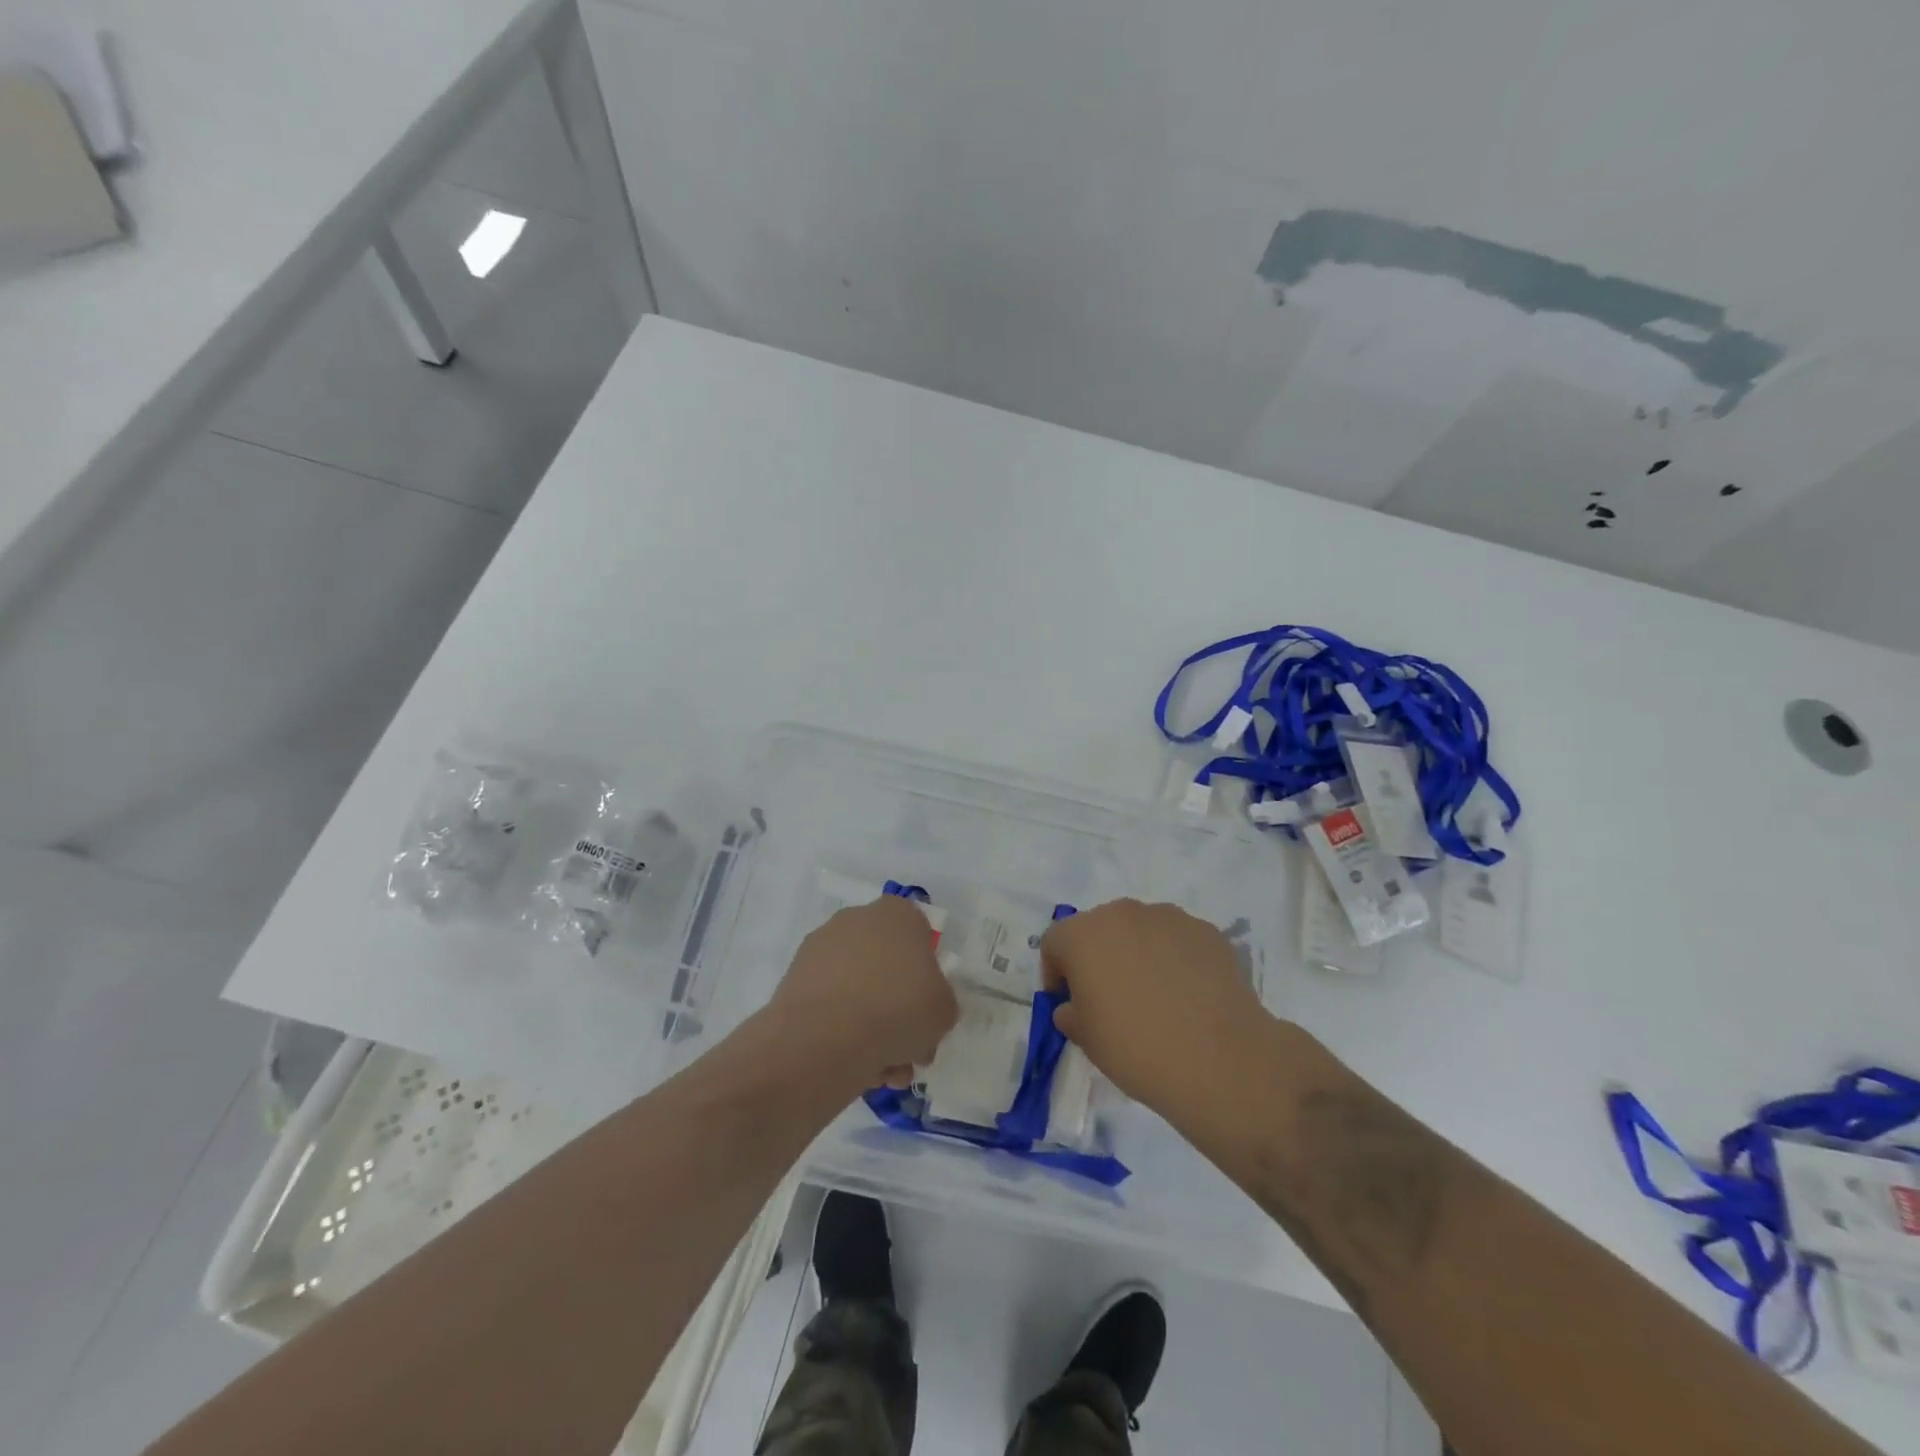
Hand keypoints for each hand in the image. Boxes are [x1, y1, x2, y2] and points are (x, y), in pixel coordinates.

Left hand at [770, 896, 958, 1090]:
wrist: (824, 1038)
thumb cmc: (898, 1008)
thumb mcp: (944, 1009)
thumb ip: (940, 1002)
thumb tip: (921, 1011)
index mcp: (896, 913)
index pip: (919, 934)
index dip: (927, 974)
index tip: (928, 1007)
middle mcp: (855, 920)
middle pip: (887, 966)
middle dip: (899, 1009)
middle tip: (910, 1049)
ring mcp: (820, 949)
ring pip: (859, 991)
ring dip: (874, 1028)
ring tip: (884, 1072)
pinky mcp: (794, 981)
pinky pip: (831, 1006)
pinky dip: (843, 1033)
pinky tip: (856, 1068)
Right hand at [1039, 899, 1270, 1113]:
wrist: (1219, 1060)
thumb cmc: (1136, 1047)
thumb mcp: (1086, 1039)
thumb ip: (1070, 1014)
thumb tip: (1074, 1006)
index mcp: (1083, 934)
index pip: (1055, 942)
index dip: (1056, 972)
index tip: (1068, 1003)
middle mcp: (1122, 913)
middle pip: (1098, 929)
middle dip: (1098, 957)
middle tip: (1109, 998)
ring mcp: (1168, 917)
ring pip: (1140, 930)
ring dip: (1136, 954)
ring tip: (1154, 996)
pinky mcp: (1205, 931)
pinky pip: (1176, 941)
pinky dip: (1173, 959)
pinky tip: (1186, 996)